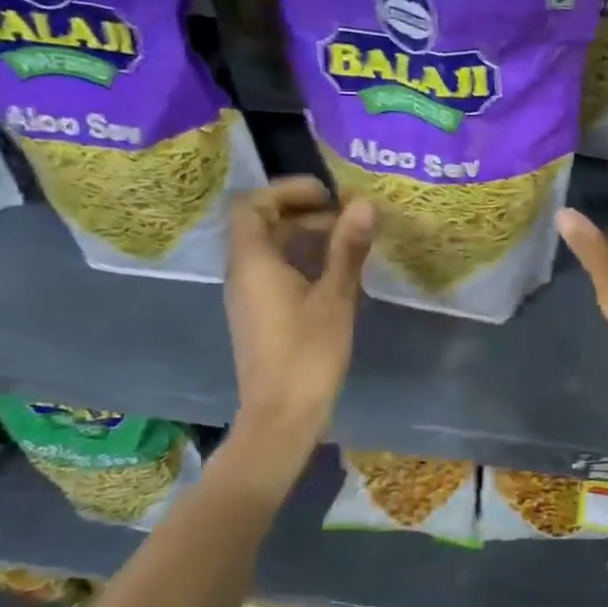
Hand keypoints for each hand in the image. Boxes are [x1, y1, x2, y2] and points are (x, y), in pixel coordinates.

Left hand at [224, 177, 373, 435]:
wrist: (282, 415)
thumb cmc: (307, 353)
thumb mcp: (335, 297)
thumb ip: (348, 248)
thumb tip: (363, 203)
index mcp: (253, 262)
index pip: (253, 205)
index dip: (287, 191)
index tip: (327, 193)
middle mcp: (244, 273)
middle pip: (264, 225)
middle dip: (307, 213)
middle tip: (349, 217)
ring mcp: (251, 295)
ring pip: (274, 249)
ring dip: (309, 237)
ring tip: (352, 241)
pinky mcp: (262, 314)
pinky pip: (278, 271)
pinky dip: (306, 261)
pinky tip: (340, 272)